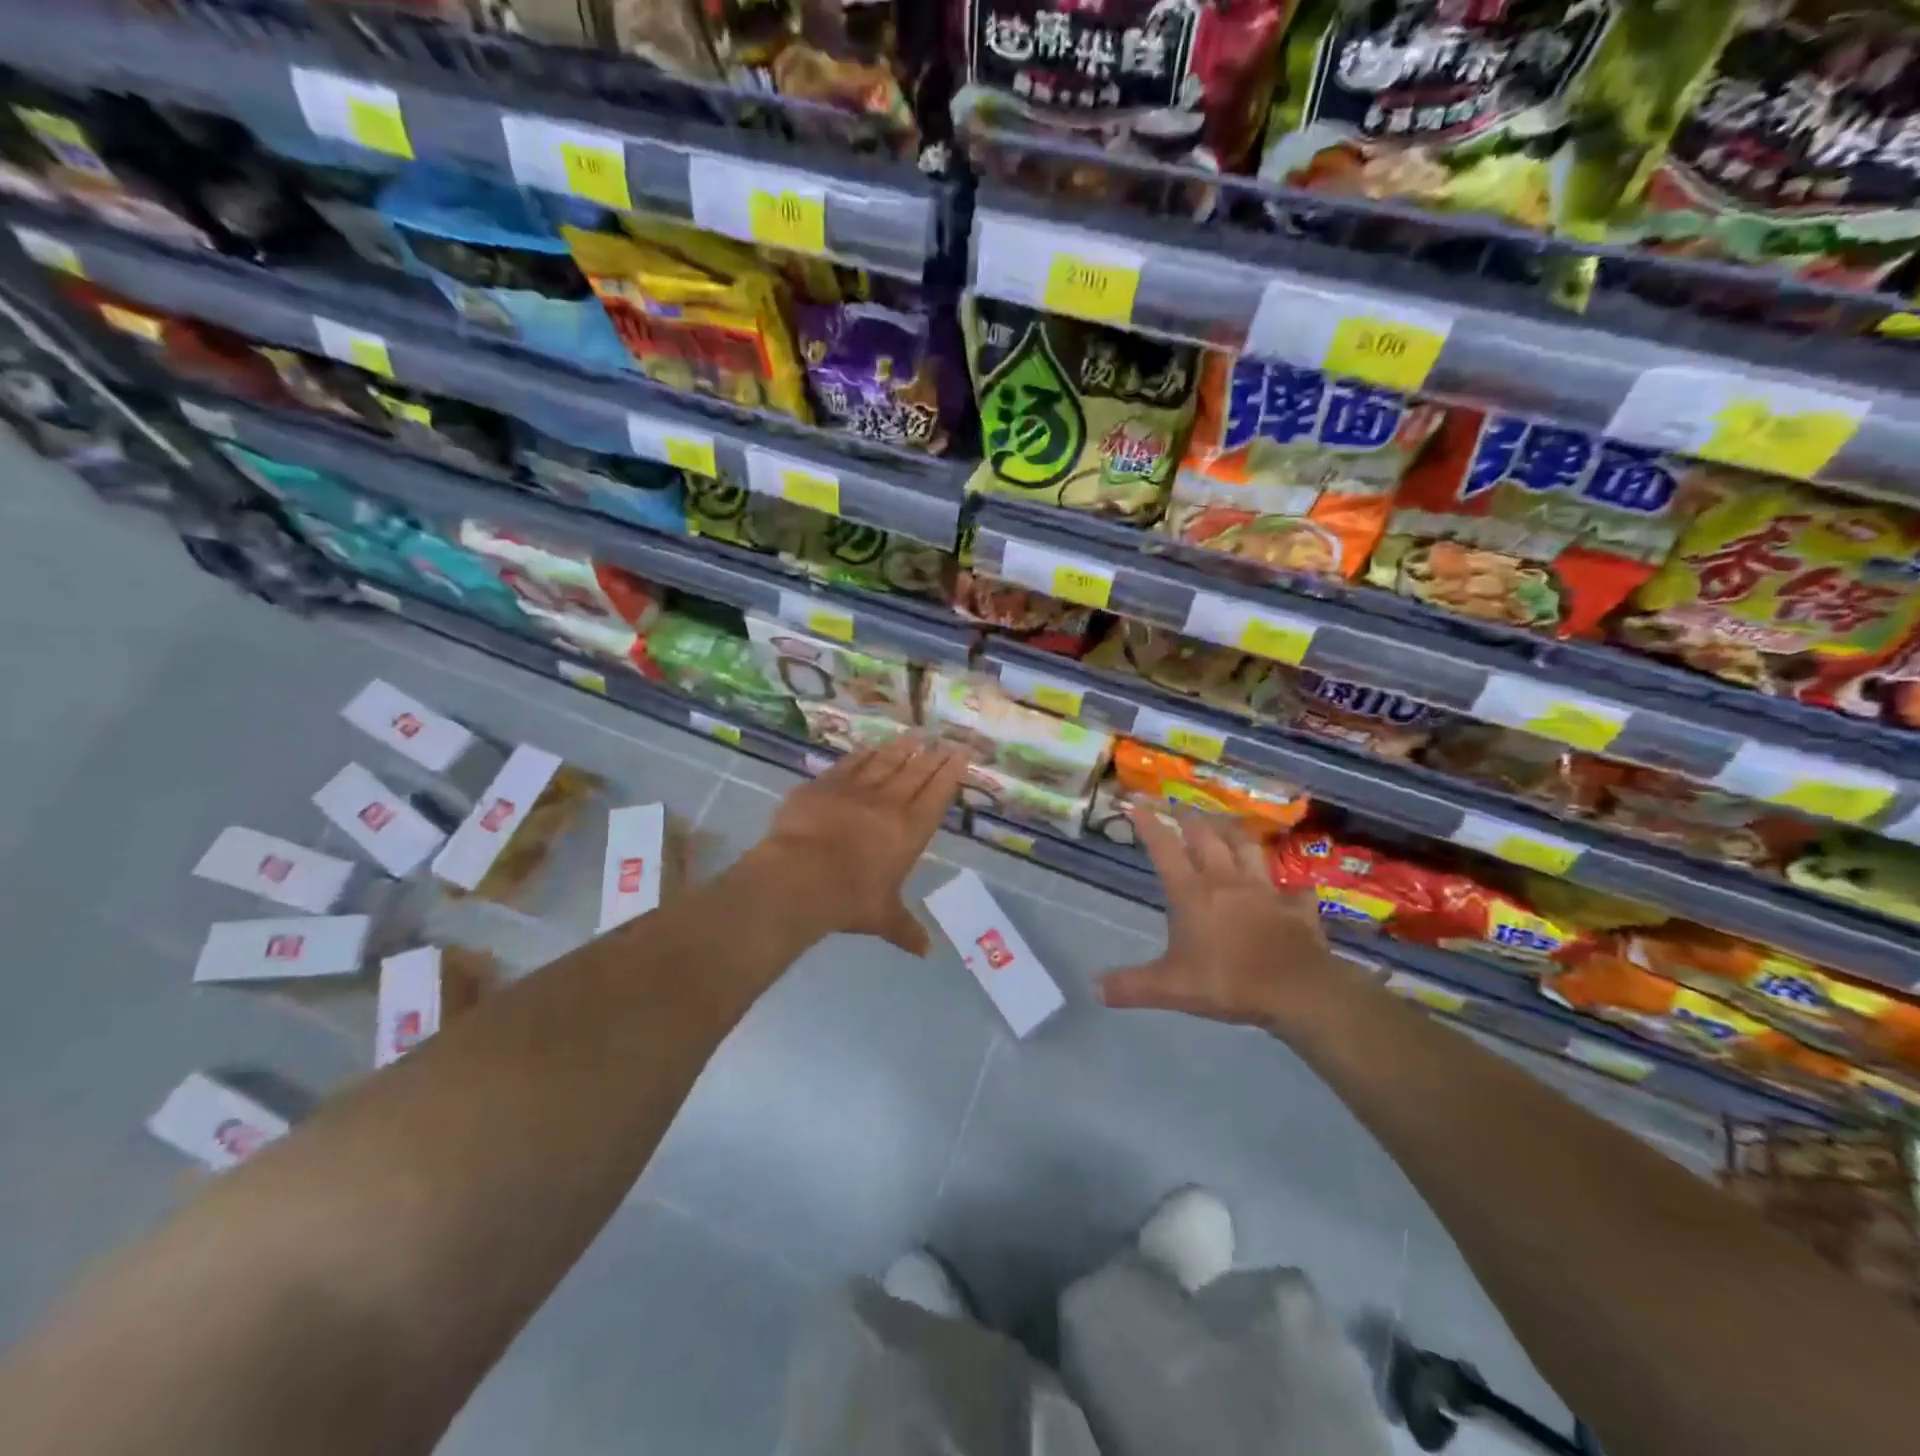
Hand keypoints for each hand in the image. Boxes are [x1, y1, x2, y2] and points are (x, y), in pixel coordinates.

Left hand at [761, 735, 969, 955]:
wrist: (799, 877)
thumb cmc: (849, 900)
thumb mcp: (883, 918)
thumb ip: (906, 930)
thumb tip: (927, 952)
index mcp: (910, 832)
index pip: (936, 795)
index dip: (950, 774)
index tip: (961, 755)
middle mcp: (888, 804)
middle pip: (916, 773)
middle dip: (932, 756)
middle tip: (944, 740)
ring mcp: (855, 789)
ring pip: (885, 762)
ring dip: (902, 748)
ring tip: (915, 736)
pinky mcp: (824, 784)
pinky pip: (850, 763)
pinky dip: (863, 753)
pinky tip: (871, 746)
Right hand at [1100, 808, 1348, 1033]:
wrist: (1297, 991)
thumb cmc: (1228, 982)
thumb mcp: (1170, 988)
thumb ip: (1131, 986)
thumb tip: (1093, 988)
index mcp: (1193, 893)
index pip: (1165, 849)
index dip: (1149, 825)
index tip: (1136, 806)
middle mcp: (1226, 881)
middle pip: (1206, 838)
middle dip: (1189, 820)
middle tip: (1179, 807)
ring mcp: (1265, 890)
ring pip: (1247, 849)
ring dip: (1232, 834)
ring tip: (1224, 825)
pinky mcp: (1296, 907)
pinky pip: (1294, 889)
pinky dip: (1290, 885)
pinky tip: (1291, 886)